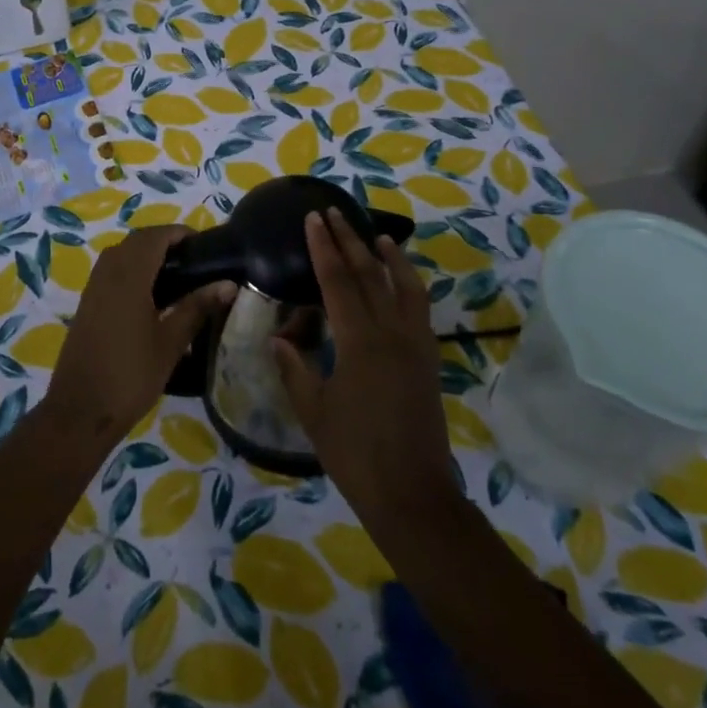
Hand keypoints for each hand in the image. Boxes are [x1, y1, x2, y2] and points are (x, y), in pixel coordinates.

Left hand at [43, 226, 235, 444]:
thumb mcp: (170, 343)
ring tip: (177, 277)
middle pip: (136, 241)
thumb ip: (197, 308)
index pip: (154, 236)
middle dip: (164, 242)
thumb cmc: (130, 376)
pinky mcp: (87, 303)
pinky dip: (132, 270)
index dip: (178, 233)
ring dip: (146, 255)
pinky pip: (111, 271)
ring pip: (121, 254)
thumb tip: (229, 284)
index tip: (204, 244)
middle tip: (194, 261)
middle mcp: (107, 273)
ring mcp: (93, 288)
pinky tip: (151, 296)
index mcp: (128, 276)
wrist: (80, 411)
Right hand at [274, 209, 460, 528]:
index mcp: (360, 341)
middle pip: (370, 274)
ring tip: (377, 235)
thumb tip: (278, 340)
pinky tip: (400, 282)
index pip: (338, 281)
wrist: (412, 494)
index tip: (313, 219)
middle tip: (334, 213)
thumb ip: (295, 369)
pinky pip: (420, 309)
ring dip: (389, 257)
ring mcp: (416, 346)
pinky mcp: (428, 361)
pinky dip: (409, 285)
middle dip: (350, 240)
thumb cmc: (355, 454)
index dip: (323, 247)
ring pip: (405, 287)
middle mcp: (392, 333)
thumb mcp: (314, 412)